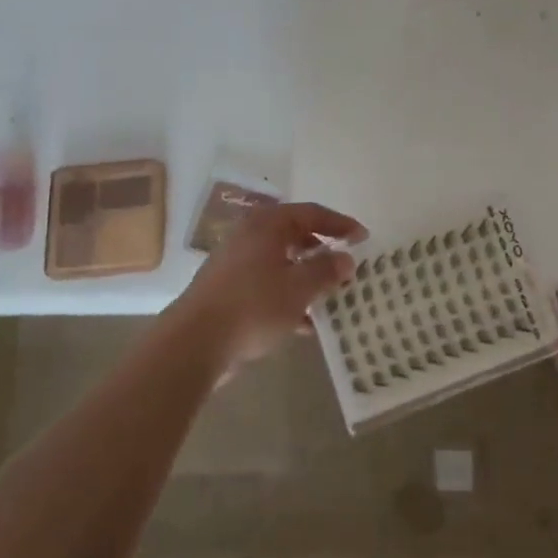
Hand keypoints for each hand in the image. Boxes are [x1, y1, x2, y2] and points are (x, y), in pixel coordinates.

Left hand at [170, 201, 365, 370]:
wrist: (194, 343)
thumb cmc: (253, 305)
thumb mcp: (299, 287)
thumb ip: (326, 270)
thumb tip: (345, 259)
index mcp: (266, 225)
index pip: (311, 213)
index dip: (340, 224)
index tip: (363, 237)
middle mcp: (249, 236)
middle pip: (295, 236)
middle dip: (323, 251)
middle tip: (346, 266)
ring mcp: (235, 263)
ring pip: (281, 263)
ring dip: (306, 277)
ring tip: (331, 296)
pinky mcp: (228, 290)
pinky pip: (267, 285)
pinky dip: (288, 297)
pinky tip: (305, 324)